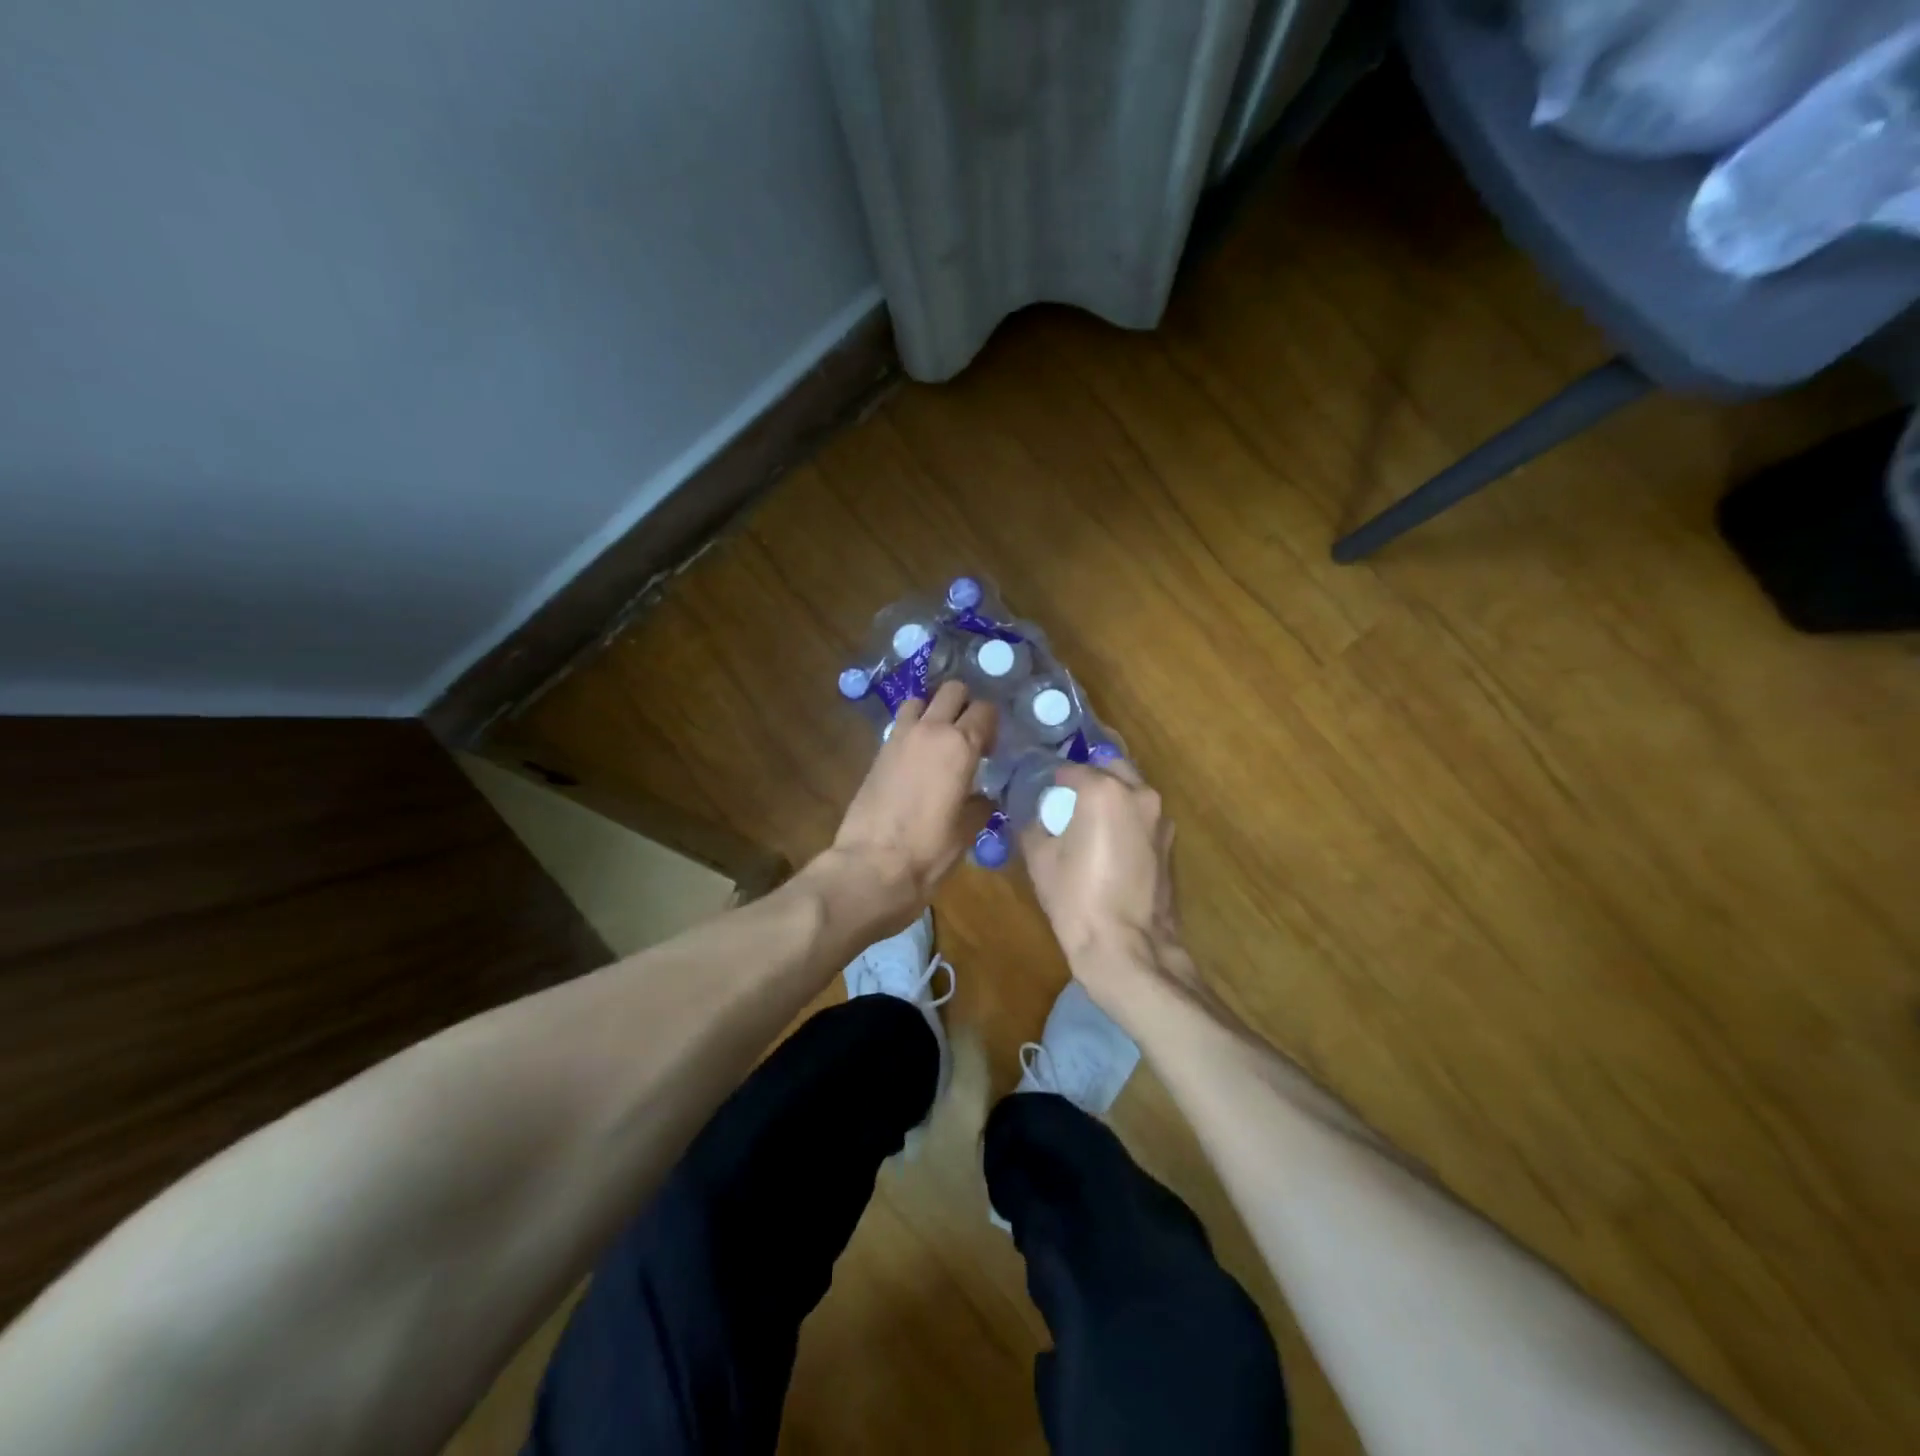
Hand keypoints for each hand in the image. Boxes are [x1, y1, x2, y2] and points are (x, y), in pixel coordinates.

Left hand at [818, 680, 996, 933]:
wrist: (871, 866)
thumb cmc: (928, 851)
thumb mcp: (967, 830)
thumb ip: (980, 803)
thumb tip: (983, 795)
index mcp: (960, 745)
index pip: (985, 711)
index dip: (992, 725)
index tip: (992, 748)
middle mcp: (930, 730)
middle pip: (953, 691)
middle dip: (965, 704)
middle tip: (970, 734)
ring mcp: (900, 737)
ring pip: (921, 700)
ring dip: (933, 710)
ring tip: (940, 738)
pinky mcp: (878, 751)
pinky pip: (901, 723)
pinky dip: (913, 728)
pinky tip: (918, 755)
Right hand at [1021, 759, 1187, 1011]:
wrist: (1126, 946)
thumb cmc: (1076, 897)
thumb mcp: (1039, 856)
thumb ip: (1036, 822)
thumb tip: (1038, 815)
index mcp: (1104, 790)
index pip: (1071, 769)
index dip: (1052, 779)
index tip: (1041, 792)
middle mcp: (1139, 793)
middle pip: (1110, 767)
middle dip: (1089, 777)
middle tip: (1066, 799)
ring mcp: (1160, 818)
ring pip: (1131, 790)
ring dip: (1111, 796)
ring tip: (1087, 821)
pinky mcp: (1169, 842)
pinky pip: (1141, 816)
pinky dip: (1125, 818)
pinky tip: (1107, 842)